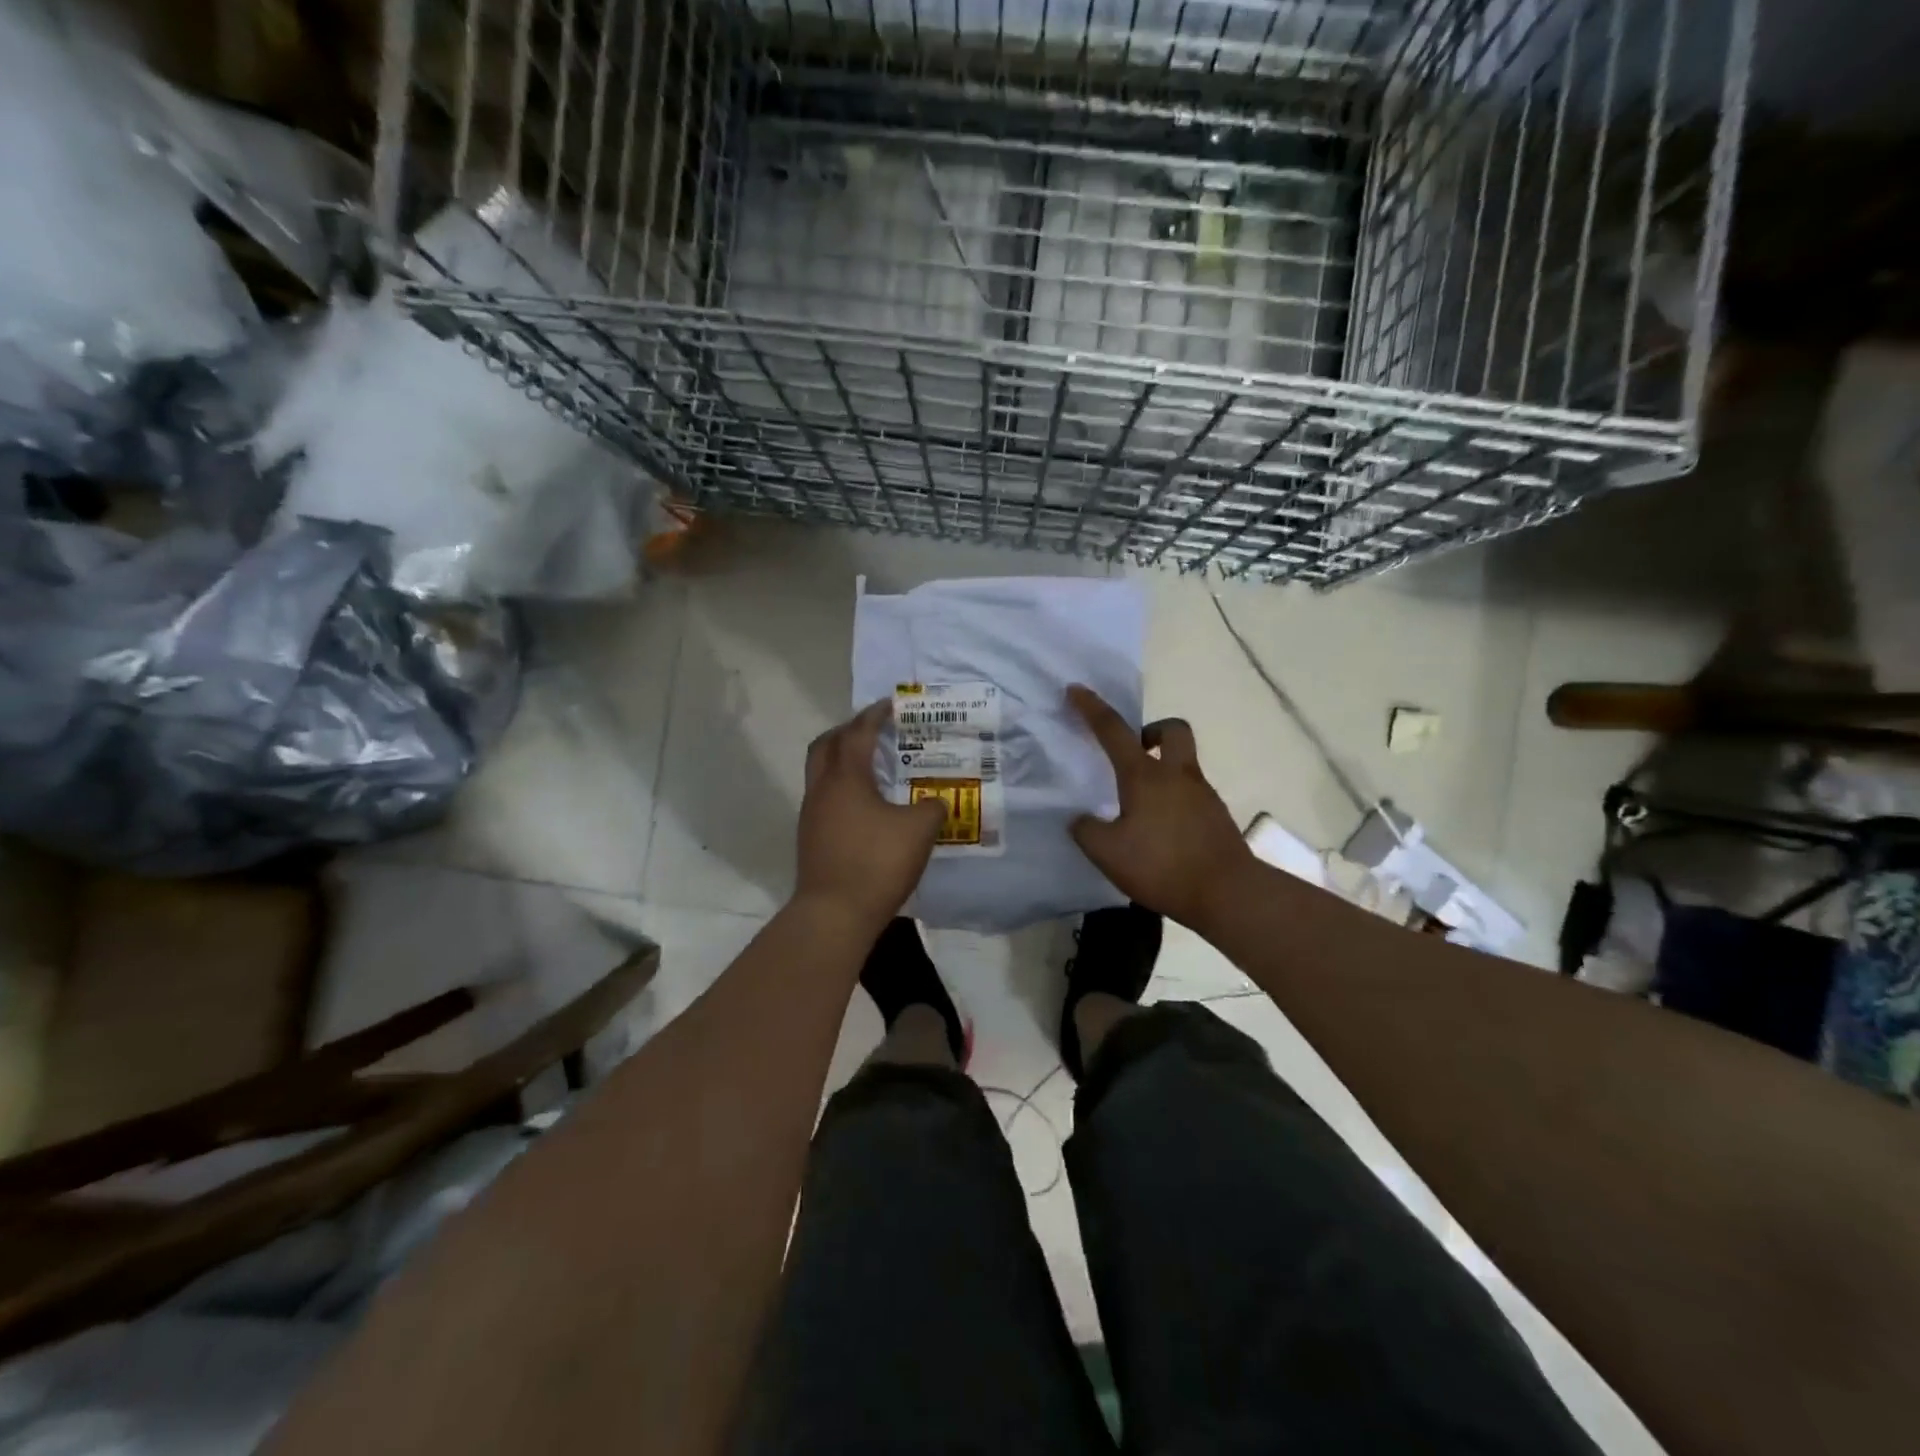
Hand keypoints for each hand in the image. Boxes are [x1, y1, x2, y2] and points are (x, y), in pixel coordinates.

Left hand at [794, 699, 946, 931]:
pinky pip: (823, 797)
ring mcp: (811, 814)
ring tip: (870, 766)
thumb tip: (935, 803)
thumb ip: (932, 808)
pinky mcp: (810, 838)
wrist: (834, 913)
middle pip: (825, 745)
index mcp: (846, 778)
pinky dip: (841, 788)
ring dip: (840, 760)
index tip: (889, 705)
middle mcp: (822, 789)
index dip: (874, 716)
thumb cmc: (877, 862)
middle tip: (871, 730)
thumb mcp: (919, 831)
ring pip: (820, 772)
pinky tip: (864, 805)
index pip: (857, 733)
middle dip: (847, 731)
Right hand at [1067, 685, 1255, 929]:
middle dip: (1152, 731)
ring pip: (1184, 765)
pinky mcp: (1217, 817)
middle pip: (1173, 730)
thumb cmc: (1161, 866)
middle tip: (1134, 754)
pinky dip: (1174, 802)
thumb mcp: (1107, 853)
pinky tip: (1160, 833)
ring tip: (1139, 808)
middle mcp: (1177, 776)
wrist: (1227, 894)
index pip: (1113, 731)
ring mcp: (1203, 795)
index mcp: (1145, 775)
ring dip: (1162, 771)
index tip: (1076, 690)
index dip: (1092, 708)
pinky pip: (1191, 795)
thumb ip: (1086, 831)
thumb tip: (1081, 820)